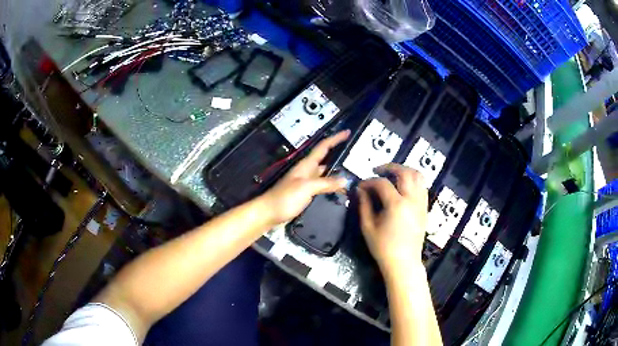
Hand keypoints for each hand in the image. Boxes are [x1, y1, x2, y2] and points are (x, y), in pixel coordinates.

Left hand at [260, 130, 350, 224]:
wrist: (268, 213)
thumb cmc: (284, 198)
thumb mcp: (306, 187)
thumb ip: (326, 183)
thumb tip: (345, 179)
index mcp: (306, 165)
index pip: (323, 147)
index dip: (335, 139)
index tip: (347, 132)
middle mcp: (308, 171)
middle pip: (326, 160)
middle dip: (339, 156)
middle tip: (356, 157)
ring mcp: (306, 183)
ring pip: (325, 174)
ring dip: (337, 174)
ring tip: (353, 176)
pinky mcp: (306, 194)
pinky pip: (322, 186)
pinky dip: (332, 187)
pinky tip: (340, 191)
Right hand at [357, 164, 427, 272]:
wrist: (403, 262)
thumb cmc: (383, 247)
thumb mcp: (368, 227)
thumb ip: (364, 205)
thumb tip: (360, 190)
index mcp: (396, 204)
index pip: (382, 183)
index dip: (369, 181)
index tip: (361, 185)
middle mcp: (412, 200)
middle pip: (405, 172)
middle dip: (390, 167)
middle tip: (378, 170)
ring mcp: (421, 203)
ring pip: (418, 176)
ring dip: (405, 171)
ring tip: (393, 175)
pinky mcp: (425, 208)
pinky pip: (423, 187)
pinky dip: (413, 181)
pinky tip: (403, 187)